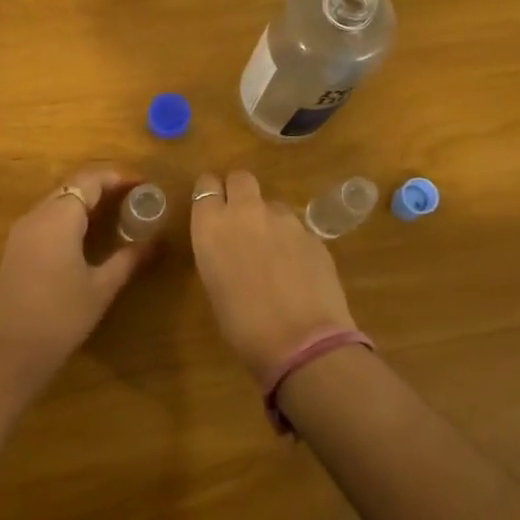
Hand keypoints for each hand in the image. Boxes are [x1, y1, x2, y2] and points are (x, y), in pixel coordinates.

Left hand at [0, 165, 153, 386]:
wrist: (9, 353)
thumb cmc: (61, 317)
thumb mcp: (101, 288)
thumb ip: (129, 259)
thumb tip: (158, 243)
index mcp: (58, 218)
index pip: (89, 180)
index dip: (117, 177)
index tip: (143, 184)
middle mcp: (35, 216)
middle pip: (71, 187)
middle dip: (102, 187)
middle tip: (132, 199)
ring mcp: (20, 233)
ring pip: (56, 202)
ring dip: (84, 202)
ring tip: (114, 215)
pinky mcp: (13, 250)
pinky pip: (44, 220)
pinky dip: (68, 218)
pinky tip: (85, 238)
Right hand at [190, 170, 358, 381]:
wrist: (301, 341)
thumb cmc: (243, 325)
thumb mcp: (215, 285)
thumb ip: (219, 252)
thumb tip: (230, 246)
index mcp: (211, 226)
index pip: (205, 185)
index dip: (210, 195)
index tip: (212, 209)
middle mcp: (246, 212)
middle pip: (241, 178)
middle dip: (239, 192)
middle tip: (241, 220)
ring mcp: (284, 219)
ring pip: (272, 204)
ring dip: (268, 220)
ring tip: (273, 254)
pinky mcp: (313, 233)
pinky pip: (296, 227)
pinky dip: (292, 241)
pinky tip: (296, 270)